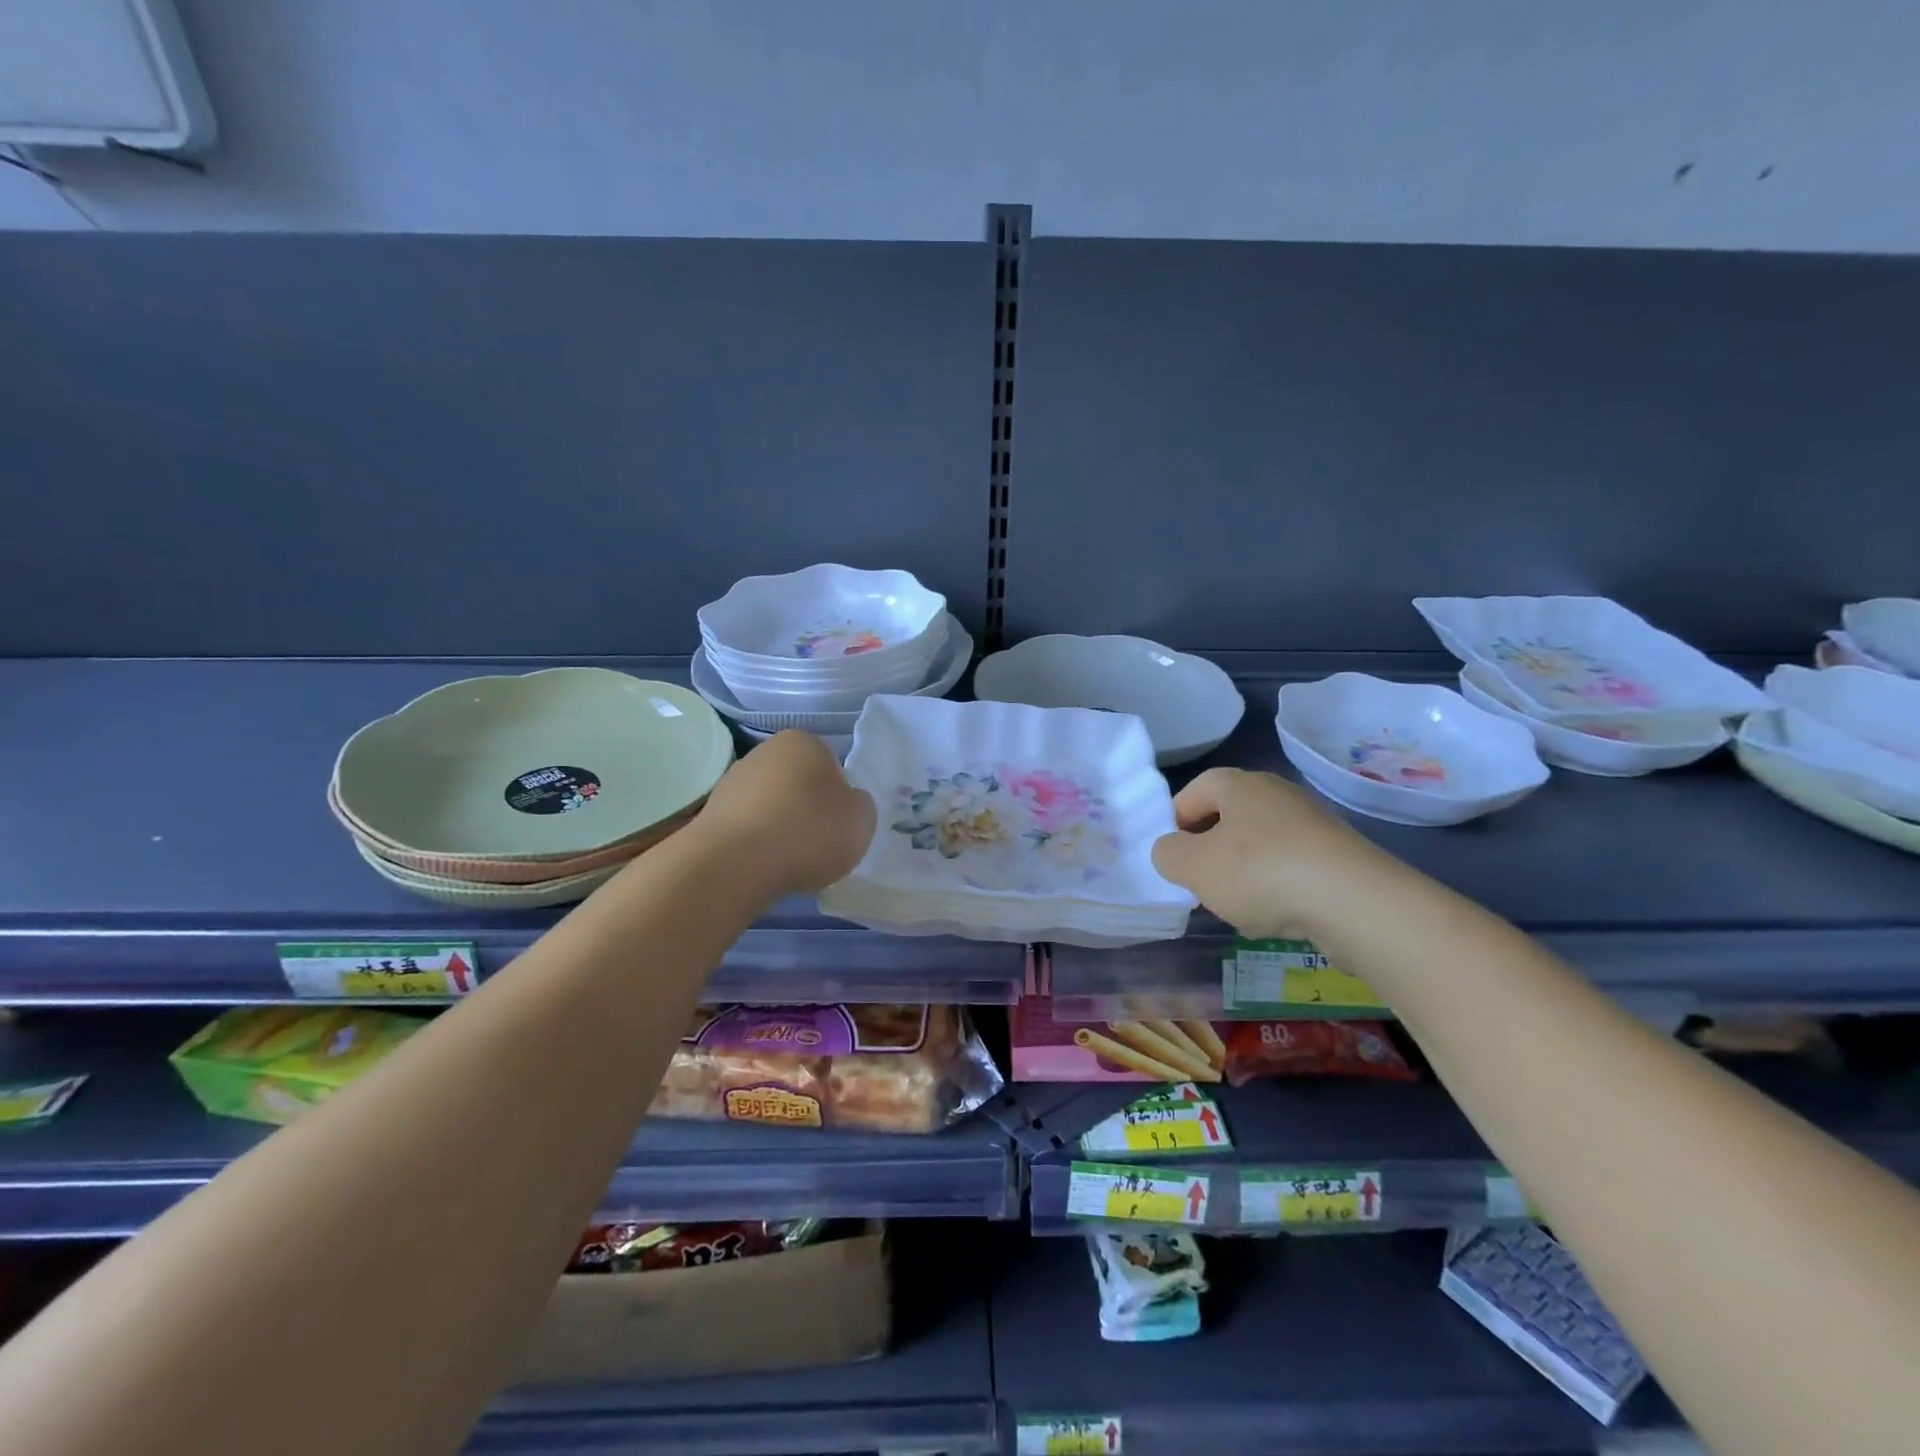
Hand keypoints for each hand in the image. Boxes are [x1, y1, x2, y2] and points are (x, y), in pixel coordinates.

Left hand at [697, 731, 876, 897]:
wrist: (735, 864)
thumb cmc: (809, 830)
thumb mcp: (862, 818)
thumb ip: (859, 805)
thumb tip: (847, 803)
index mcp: (804, 741)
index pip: (831, 764)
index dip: (840, 796)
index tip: (840, 823)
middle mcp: (764, 751)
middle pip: (798, 782)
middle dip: (808, 808)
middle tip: (819, 842)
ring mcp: (732, 782)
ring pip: (771, 805)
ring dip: (781, 827)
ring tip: (790, 860)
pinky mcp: (711, 815)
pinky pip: (748, 829)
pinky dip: (758, 845)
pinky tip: (765, 866)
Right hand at [1151, 768, 1385, 939]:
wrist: (1356, 903)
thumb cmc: (1260, 873)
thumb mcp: (1192, 866)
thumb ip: (1167, 854)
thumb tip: (1172, 850)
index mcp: (1238, 784)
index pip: (1192, 792)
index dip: (1174, 823)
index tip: (1174, 859)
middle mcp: (1276, 793)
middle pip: (1227, 819)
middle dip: (1210, 852)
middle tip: (1202, 884)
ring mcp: (1312, 823)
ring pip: (1259, 845)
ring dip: (1243, 874)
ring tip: (1241, 908)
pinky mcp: (1338, 855)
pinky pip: (1292, 867)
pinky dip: (1278, 888)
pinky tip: (1279, 916)